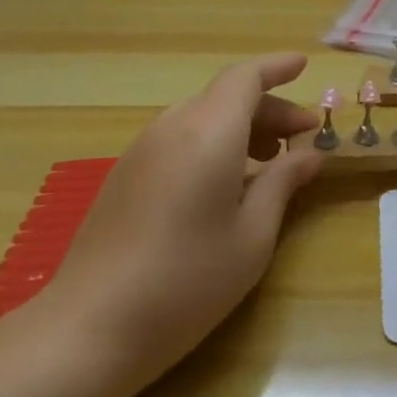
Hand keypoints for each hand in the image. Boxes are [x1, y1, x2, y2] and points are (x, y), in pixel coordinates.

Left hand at [38, 53, 324, 393]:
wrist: (88, 330)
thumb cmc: (186, 281)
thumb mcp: (252, 235)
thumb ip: (283, 183)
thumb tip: (309, 155)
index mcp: (209, 132)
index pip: (246, 77)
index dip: (277, 67)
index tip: (304, 66)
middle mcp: (173, 127)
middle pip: (225, 96)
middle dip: (268, 108)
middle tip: (302, 137)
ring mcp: (142, 151)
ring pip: (201, 116)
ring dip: (240, 126)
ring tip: (269, 160)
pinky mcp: (124, 176)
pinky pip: (178, 138)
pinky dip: (212, 142)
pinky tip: (225, 184)